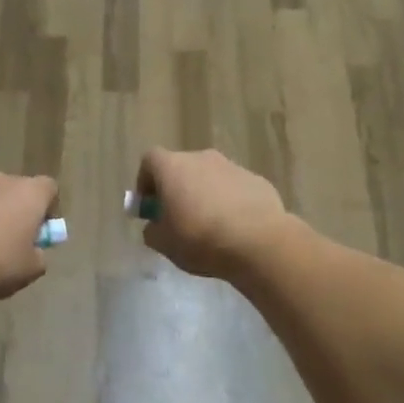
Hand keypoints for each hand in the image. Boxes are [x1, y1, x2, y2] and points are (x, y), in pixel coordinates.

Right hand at [135, 148, 293, 280]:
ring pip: (209, 177)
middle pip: (181, 167)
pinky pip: (234, 188)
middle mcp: (201, 158)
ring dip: (204, 195)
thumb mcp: (164, 244)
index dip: (145, 181)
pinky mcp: (256, 180)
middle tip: (178, 218)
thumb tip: (155, 225)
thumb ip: (153, 230)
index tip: (149, 205)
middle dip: (176, 189)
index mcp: (173, 167)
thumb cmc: (201, 239)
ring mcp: (232, 166)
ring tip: (210, 227)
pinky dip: (229, 202)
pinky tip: (235, 228)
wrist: (258, 241)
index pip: (150, 160)